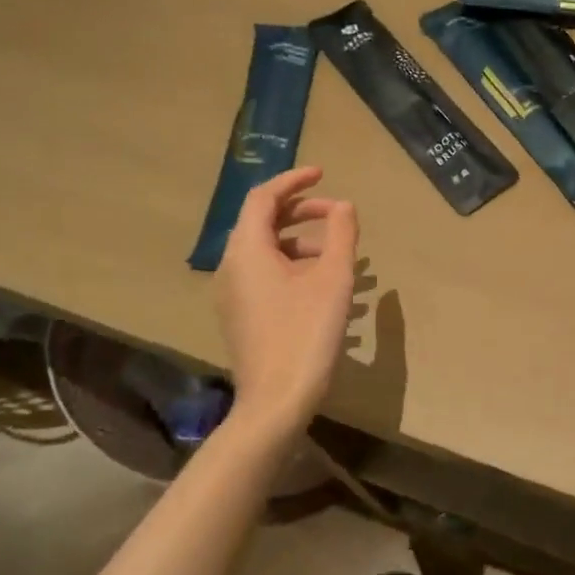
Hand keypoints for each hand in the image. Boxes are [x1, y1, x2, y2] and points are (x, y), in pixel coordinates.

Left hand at [213, 167, 358, 427]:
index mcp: (247, 251)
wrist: (276, 400)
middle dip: (300, 211)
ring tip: (337, 252)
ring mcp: (232, 294)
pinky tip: (323, 283)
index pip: (263, 198)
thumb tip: (344, 206)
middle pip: (261, 222)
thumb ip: (341, 235)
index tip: (323, 174)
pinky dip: (292, 264)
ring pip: (264, 250)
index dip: (293, 181)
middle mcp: (231, 267)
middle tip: (337, 213)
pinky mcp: (241, 315)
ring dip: (300, 240)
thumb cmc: (306, 333)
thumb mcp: (334, 279)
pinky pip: (263, 274)